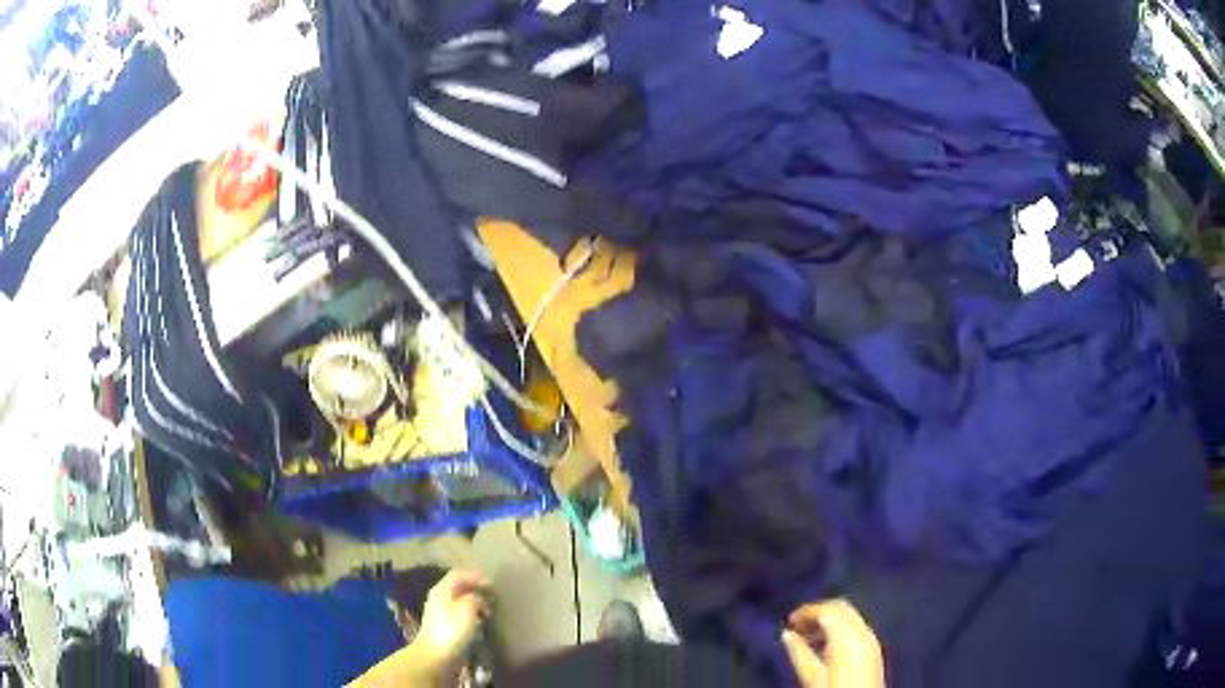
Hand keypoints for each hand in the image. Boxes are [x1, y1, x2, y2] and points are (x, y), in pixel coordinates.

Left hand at [414, 570, 490, 666]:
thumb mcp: (468, 607)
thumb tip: (477, 598)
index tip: (492, 585)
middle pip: (458, 586)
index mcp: (442, 589)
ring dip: (474, 602)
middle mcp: (439, 597)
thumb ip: (475, 597)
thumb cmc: (452, 628)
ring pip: (459, 600)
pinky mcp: (443, 625)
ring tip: (488, 610)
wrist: (436, 654)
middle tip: (492, 597)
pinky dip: (471, 613)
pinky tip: (478, 621)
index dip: (476, 576)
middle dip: (476, 589)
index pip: (458, 574)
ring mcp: (440, 611)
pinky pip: (459, 612)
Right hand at [781, 599, 883, 687]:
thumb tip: (787, 634)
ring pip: (849, 616)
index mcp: (847, 635)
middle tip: (797, 626)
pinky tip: (824, 645)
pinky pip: (855, 628)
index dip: (806, 611)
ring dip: (828, 620)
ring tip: (806, 637)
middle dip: (818, 612)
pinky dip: (839, 629)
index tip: (788, 621)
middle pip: (841, 608)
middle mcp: (863, 630)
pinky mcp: (873, 648)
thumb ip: (799, 653)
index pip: (827, 610)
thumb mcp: (812, 676)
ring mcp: (871, 638)